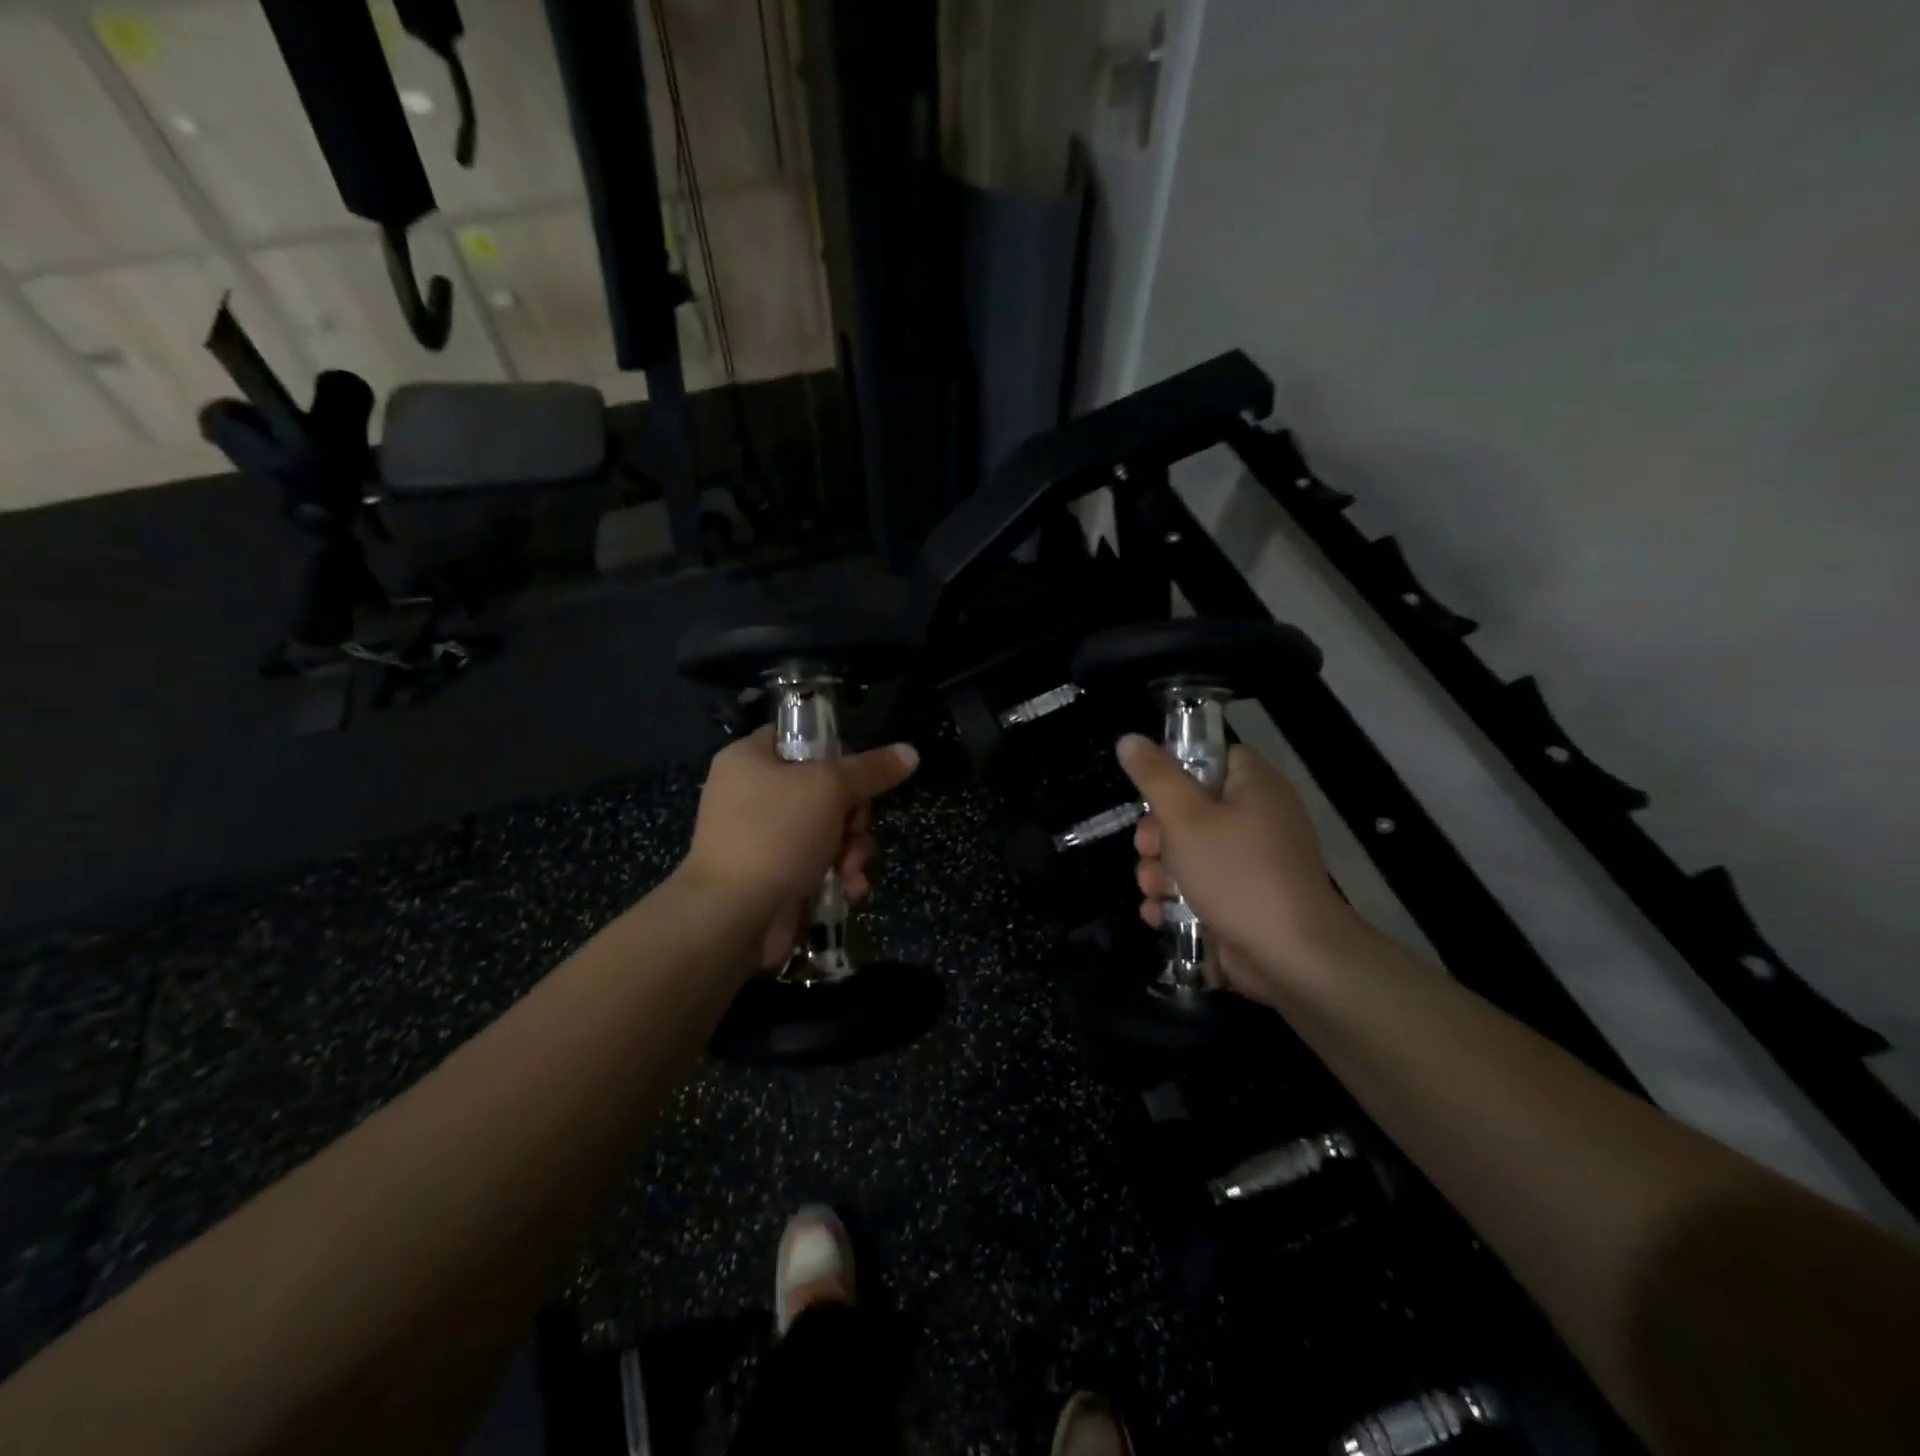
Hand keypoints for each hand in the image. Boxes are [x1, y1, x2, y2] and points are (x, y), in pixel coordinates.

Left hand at [683, 726, 919, 966]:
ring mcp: (763, 837)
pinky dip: (838, 874)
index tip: (859, 775)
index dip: (837, 752)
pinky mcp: (775, 874)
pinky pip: (819, 862)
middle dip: (853, 815)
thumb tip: (911, 752)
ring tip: (850, 869)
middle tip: (854, 829)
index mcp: (750, 759)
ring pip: (829, 828)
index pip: (801, 737)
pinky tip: (849, 888)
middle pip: (825, 787)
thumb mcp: (830, 789)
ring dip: (851, 849)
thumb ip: (872, 770)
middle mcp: (752, 793)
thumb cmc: (776, 834)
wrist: (733, 916)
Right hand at [1117, 733, 1360, 1003]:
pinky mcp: (1245, 901)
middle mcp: (1259, 819)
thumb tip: (1129, 738)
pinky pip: (1202, 888)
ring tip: (1153, 890)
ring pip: (1190, 853)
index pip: (1213, 757)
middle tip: (1148, 849)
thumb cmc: (1236, 874)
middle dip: (1157, 834)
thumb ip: (1155, 777)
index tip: (1151, 793)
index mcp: (1255, 787)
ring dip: (1160, 871)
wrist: (1292, 957)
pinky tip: (1159, 914)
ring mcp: (1254, 864)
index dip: (1177, 770)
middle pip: (1192, 809)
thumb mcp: (1185, 818)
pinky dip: (1178, 900)